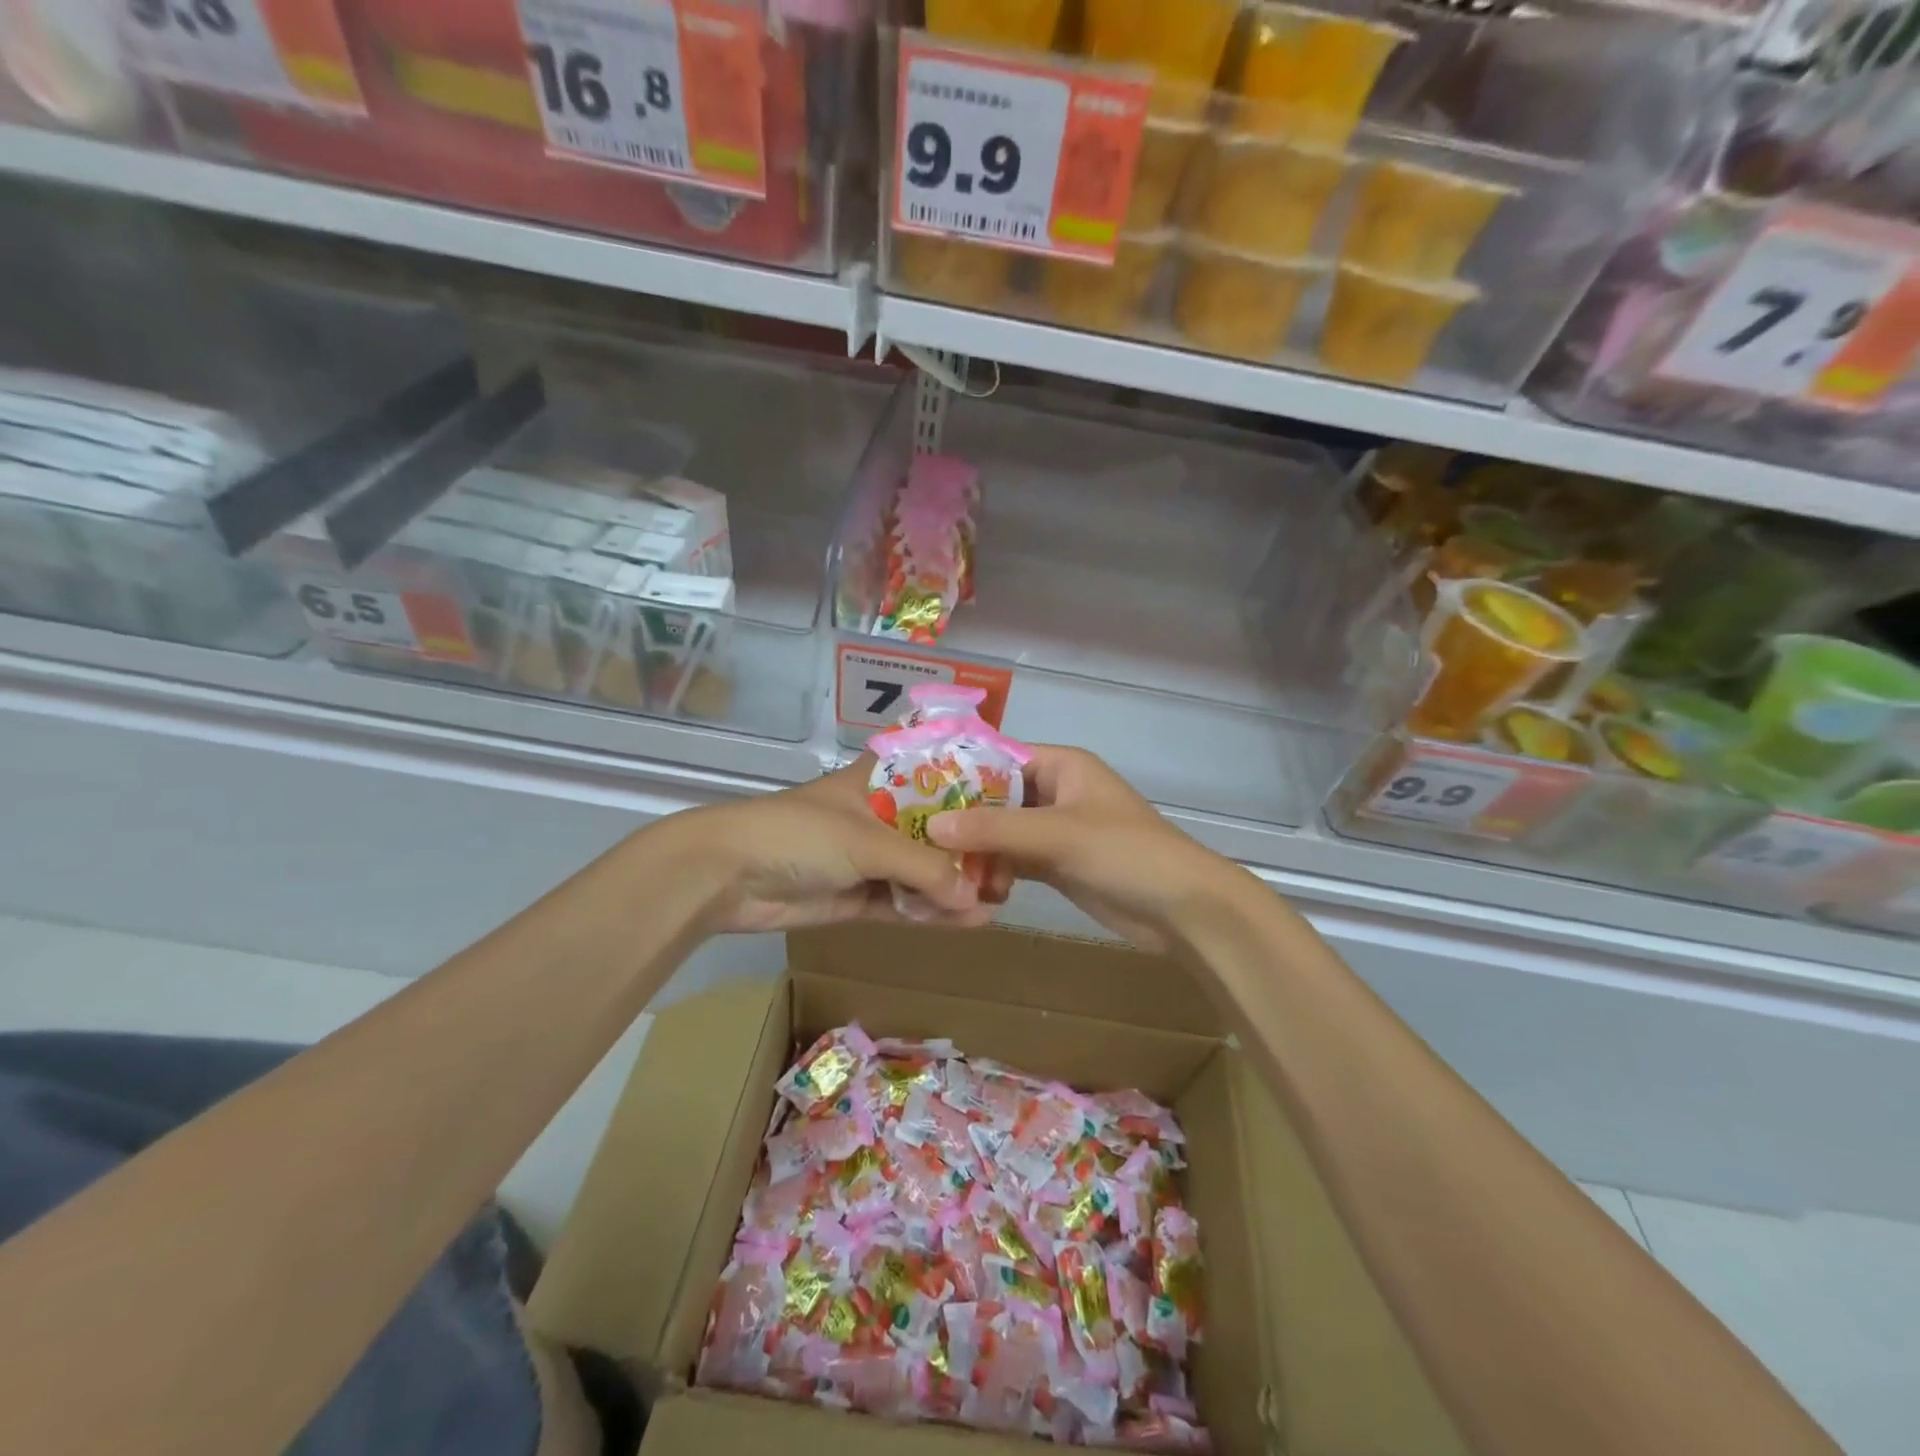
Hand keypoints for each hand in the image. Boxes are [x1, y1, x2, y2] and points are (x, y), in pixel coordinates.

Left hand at [678, 762, 992, 934]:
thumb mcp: (867, 840)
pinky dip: (932, 912)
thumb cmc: (800, 834)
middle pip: (934, 830)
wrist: (728, 875)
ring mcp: (868, 859)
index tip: (1014, 803)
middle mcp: (879, 816)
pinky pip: (904, 903)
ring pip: (922, 871)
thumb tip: (976, 897)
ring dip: (955, 886)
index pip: (936, 775)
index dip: (972, 788)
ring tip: (1000, 899)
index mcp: (880, 781)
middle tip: (1015, 867)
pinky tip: (970, 920)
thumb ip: (923, 867)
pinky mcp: (857, 897)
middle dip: (970, 849)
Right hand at [927, 745, 1243, 952]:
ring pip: (1002, 833)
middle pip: (996, 798)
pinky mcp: (1057, 865)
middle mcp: (1056, 792)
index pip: (998, 758)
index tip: (913, 789)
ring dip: (975, 849)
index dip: (958, 772)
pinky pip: (1014, 861)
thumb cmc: (1124, 851)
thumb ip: (994, 829)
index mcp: (1061, 766)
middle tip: (914, 833)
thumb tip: (932, 826)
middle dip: (962, 817)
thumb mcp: (1057, 833)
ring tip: (933, 864)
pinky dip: (993, 872)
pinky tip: (967, 886)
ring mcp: (1056, 831)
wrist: (1182, 908)